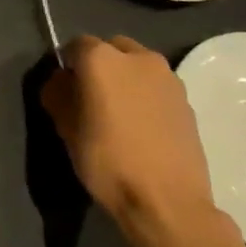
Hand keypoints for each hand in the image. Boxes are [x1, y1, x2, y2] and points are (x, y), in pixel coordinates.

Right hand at [40, 36, 221, 244]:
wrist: (168, 202)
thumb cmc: (107, 160)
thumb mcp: (65, 127)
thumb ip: (58, 93)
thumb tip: (62, 81)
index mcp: (102, 58)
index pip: (75, 45)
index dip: (67, 65)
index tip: (64, 88)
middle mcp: (138, 57)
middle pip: (111, 48)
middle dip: (99, 65)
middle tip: (91, 97)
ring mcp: (168, 78)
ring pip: (137, 66)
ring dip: (125, 79)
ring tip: (118, 113)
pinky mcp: (187, 101)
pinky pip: (156, 87)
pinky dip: (145, 96)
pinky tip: (141, 126)